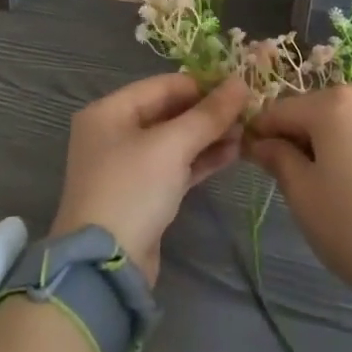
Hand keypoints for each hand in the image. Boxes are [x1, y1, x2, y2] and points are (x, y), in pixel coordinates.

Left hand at [51, 73, 247, 282]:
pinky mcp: (143, 193)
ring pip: (175, 140)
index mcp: (110, 110)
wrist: (104, 268)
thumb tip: (241, 83)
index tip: (239, 88)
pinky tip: (233, 154)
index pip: (164, 85)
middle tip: (247, 113)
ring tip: (246, 133)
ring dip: (209, 136)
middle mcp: (115, 132)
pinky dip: (201, 159)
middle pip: (169, 111)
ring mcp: (128, 165)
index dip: (203, 85)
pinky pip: (175, 165)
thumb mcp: (172, 146)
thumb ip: (208, 114)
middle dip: (208, 113)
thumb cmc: (132, 190)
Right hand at [244, 86, 351, 316]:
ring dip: (328, 141)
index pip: (281, 110)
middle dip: (297, 135)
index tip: (248, 156)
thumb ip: (277, 158)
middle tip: (288, 175)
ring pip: (345, 121)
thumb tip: (260, 142)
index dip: (261, 132)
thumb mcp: (302, 193)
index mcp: (332, 103)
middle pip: (316, 110)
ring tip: (326, 181)